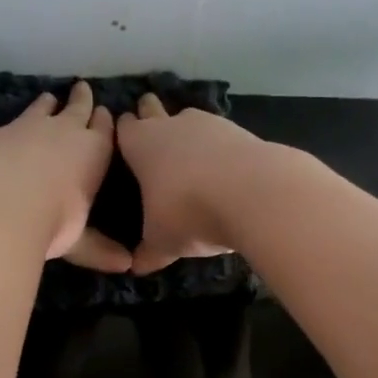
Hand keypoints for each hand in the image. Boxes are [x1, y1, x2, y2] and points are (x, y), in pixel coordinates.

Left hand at [0, 80, 130, 271]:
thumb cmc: (51, 220)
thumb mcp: (77, 239)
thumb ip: (98, 249)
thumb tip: (126, 266)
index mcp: (92, 152)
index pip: (104, 130)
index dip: (105, 122)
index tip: (106, 112)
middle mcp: (64, 132)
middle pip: (77, 109)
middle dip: (81, 100)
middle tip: (82, 88)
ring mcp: (28, 127)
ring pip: (43, 109)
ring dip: (48, 104)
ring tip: (49, 98)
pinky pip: (12, 122)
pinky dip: (16, 122)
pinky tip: (10, 129)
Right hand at [115, 93, 267, 272]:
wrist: (254, 192)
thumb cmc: (188, 212)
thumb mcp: (162, 242)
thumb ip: (149, 252)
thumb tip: (136, 267)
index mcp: (141, 144)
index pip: (125, 129)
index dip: (124, 131)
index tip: (123, 135)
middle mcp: (171, 126)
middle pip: (154, 109)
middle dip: (150, 113)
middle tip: (149, 119)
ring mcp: (209, 124)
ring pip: (191, 119)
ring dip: (188, 131)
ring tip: (190, 150)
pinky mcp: (242, 131)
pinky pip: (222, 136)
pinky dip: (220, 147)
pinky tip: (224, 166)